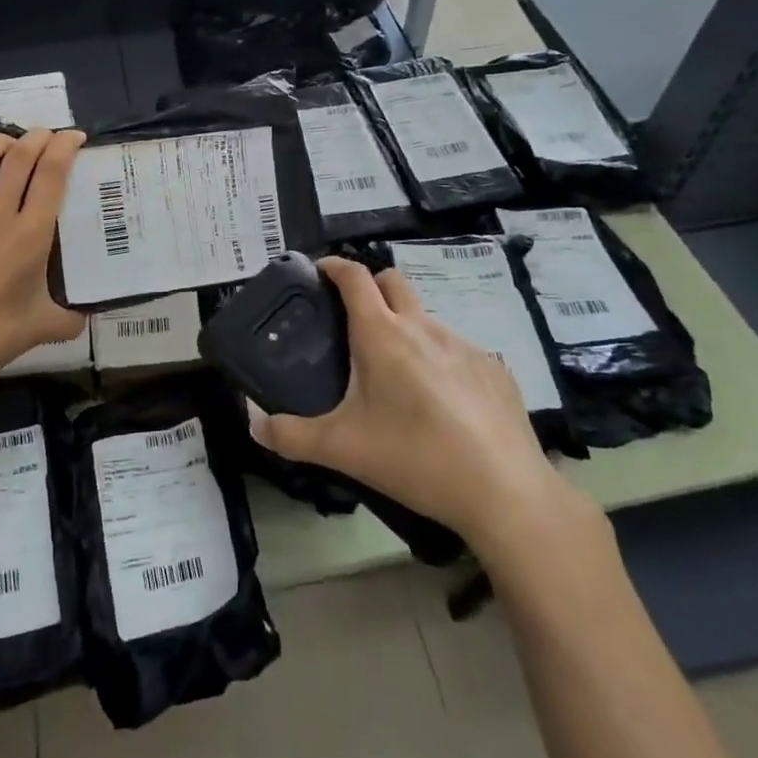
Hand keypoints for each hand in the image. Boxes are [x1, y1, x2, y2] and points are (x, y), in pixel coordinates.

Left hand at [0, 128, 86, 389]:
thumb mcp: (43, 328)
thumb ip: (70, 318)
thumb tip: (85, 315)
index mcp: (30, 236)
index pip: (51, 176)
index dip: (64, 148)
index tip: (74, 137)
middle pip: (19, 160)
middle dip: (37, 138)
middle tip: (48, 134)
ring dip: (2, 143)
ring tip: (13, 138)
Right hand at [248, 256, 587, 564]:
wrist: (503, 492)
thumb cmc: (414, 458)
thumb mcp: (341, 449)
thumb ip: (289, 435)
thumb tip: (253, 425)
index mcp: (382, 334)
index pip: (354, 276)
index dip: (333, 265)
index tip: (318, 273)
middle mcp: (423, 327)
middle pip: (393, 281)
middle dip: (370, 287)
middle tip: (352, 321)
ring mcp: (464, 345)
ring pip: (425, 318)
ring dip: (405, 328)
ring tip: (395, 375)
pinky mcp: (494, 369)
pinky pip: (456, 350)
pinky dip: (438, 360)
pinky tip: (440, 404)